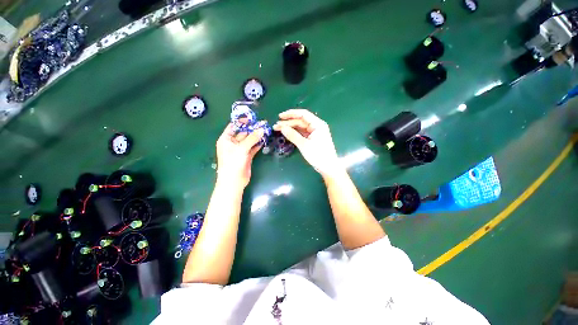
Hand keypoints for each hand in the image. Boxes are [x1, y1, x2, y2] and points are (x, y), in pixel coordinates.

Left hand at [216, 123, 263, 188]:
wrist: (234, 181)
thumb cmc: (233, 162)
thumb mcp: (242, 148)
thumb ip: (252, 138)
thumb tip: (262, 129)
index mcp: (226, 139)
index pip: (233, 126)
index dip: (241, 122)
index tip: (252, 118)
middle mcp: (232, 143)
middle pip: (243, 133)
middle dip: (252, 129)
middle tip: (263, 124)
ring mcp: (240, 150)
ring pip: (249, 140)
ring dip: (256, 136)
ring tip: (266, 130)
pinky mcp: (247, 156)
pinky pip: (253, 147)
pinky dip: (258, 144)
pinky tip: (264, 140)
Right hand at [273, 109, 342, 178]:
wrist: (328, 167)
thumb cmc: (318, 155)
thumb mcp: (304, 145)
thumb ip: (293, 135)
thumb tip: (282, 128)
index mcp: (317, 124)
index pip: (303, 114)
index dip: (291, 114)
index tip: (280, 117)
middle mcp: (317, 126)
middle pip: (300, 121)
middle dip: (288, 123)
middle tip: (276, 126)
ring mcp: (315, 132)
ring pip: (300, 127)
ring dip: (290, 128)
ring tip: (278, 129)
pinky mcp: (313, 139)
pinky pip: (302, 133)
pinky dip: (295, 133)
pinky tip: (287, 133)